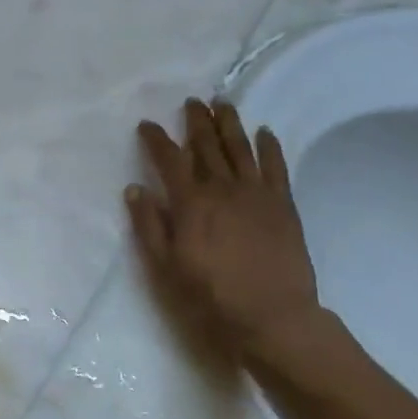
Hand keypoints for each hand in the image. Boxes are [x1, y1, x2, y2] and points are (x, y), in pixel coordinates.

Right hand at [127, 100, 328, 367]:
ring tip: (222, 104)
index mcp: (191, 203)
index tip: (147, 124)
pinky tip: (265, 132)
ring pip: (240, 148)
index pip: (170, 159)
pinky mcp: (283, 204)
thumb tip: (134, 189)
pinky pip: (276, 166)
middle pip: (207, 145)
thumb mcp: (166, 266)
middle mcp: (223, 188)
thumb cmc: (211, 295)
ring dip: (229, 123)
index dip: (157, 139)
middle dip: (196, 121)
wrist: (272, 316)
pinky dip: (270, 146)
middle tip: (191, 102)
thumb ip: (149, 226)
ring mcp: (256, 193)